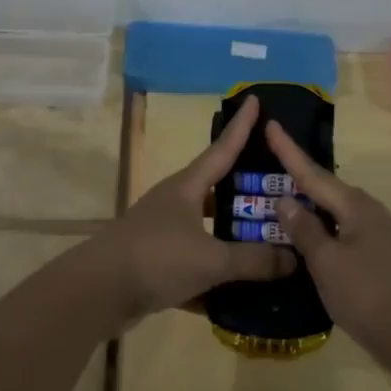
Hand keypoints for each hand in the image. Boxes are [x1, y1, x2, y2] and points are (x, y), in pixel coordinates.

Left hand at [94, 95, 296, 325]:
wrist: (97, 292)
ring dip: (233, 232)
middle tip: (281, 186)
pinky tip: (241, 288)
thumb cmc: (156, 258)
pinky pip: (196, 259)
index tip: (254, 99)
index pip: (223, 148)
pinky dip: (217, 270)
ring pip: (208, 225)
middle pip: (218, 187)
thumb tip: (293, 257)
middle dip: (247, 187)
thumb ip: (253, 260)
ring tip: (269, 238)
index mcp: (188, 187)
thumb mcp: (210, 260)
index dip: (242, 126)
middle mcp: (176, 202)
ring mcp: (164, 231)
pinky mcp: (157, 260)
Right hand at [266, 122, 390, 366]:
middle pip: (323, 187)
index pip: (311, 172)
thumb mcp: (327, 263)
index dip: (287, 151)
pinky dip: (318, 225)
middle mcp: (366, 210)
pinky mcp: (376, 253)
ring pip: (331, 209)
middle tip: (265, 160)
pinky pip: (339, 228)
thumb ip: (305, 230)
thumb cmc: (369, 295)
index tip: (270, 123)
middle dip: (295, 175)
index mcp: (354, 205)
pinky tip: (304, 234)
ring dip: (306, 202)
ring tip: (277, 196)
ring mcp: (374, 232)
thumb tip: (285, 200)